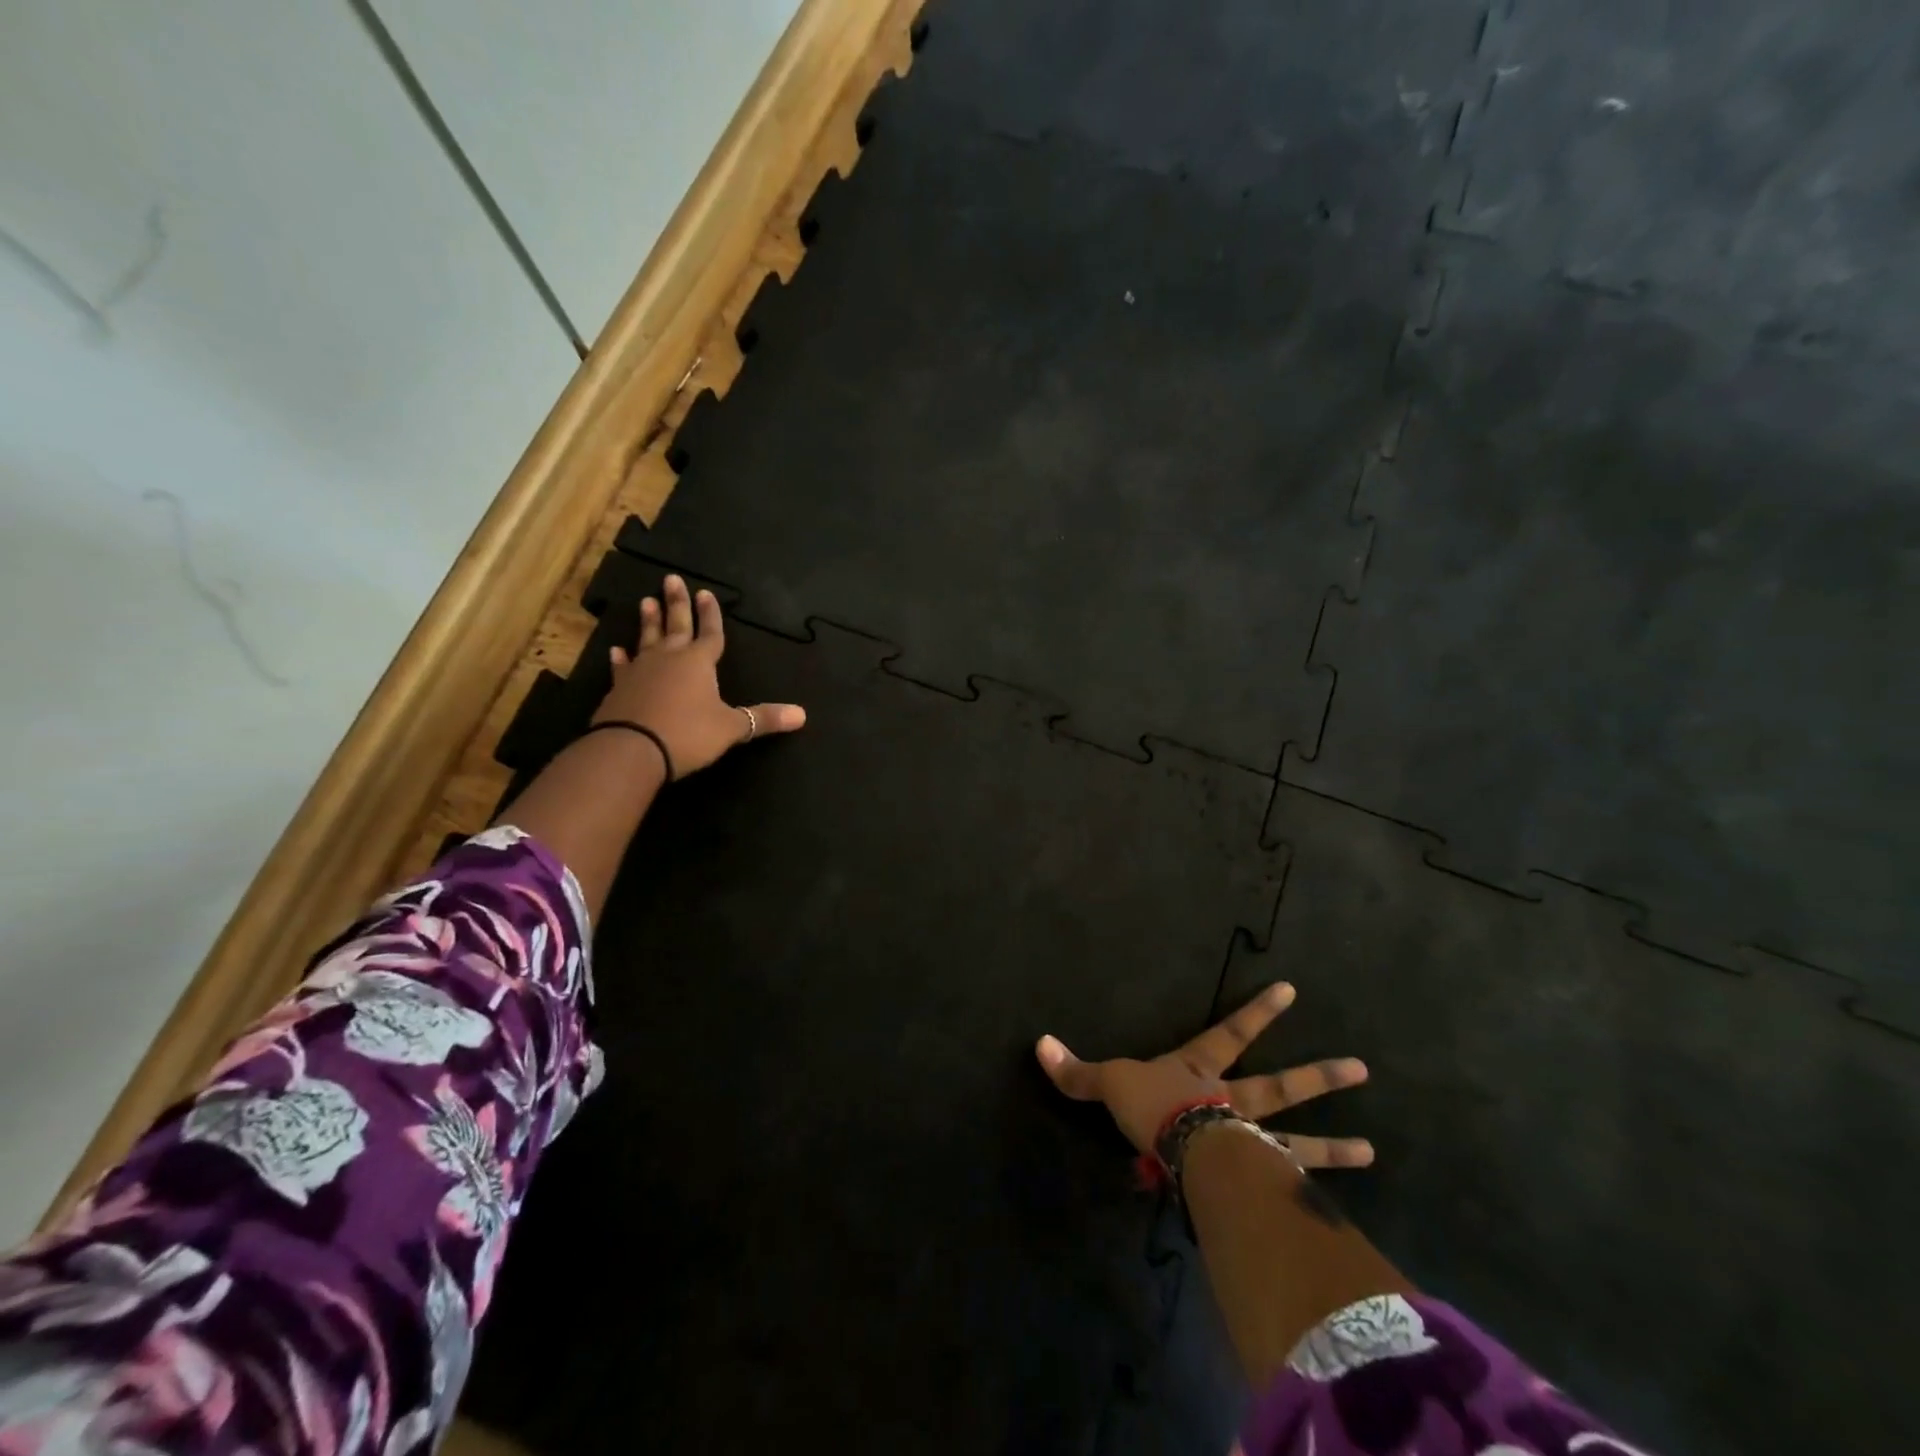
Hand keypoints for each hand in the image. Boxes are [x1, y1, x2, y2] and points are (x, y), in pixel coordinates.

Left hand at [594, 574, 804, 776]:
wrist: (631, 749)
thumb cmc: (688, 733)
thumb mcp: (731, 728)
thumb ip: (763, 718)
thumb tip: (802, 715)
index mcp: (699, 662)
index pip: (710, 633)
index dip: (711, 615)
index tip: (706, 593)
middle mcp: (669, 659)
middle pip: (676, 625)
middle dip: (677, 603)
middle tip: (671, 579)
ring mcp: (641, 671)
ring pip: (647, 639)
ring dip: (649, 621)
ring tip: (646, 601)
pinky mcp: (619, 688)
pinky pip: (622, 667)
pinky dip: (621, 658)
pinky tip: (616, 650)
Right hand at [1035, 982, 1373, 1169]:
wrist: (1179, 1148)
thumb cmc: (1148, 1106)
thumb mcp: (1109, 1083)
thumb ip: (1078, 1071)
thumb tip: (1038, 1044)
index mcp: (1200, 1070)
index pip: (1232, 1030)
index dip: (1259, 1011)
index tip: (1291, 990)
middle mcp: (1234, 1101)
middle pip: (1282, 1085)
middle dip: (1319, 1076)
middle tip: (1362, 1069)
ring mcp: (1250, 1141)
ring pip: (1298, 1140)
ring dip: (1334, 1146)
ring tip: (1373, 1150)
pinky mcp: (1256, 1180)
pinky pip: (1288, 1187)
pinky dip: (1311, 1196)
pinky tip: (1337, 1213)